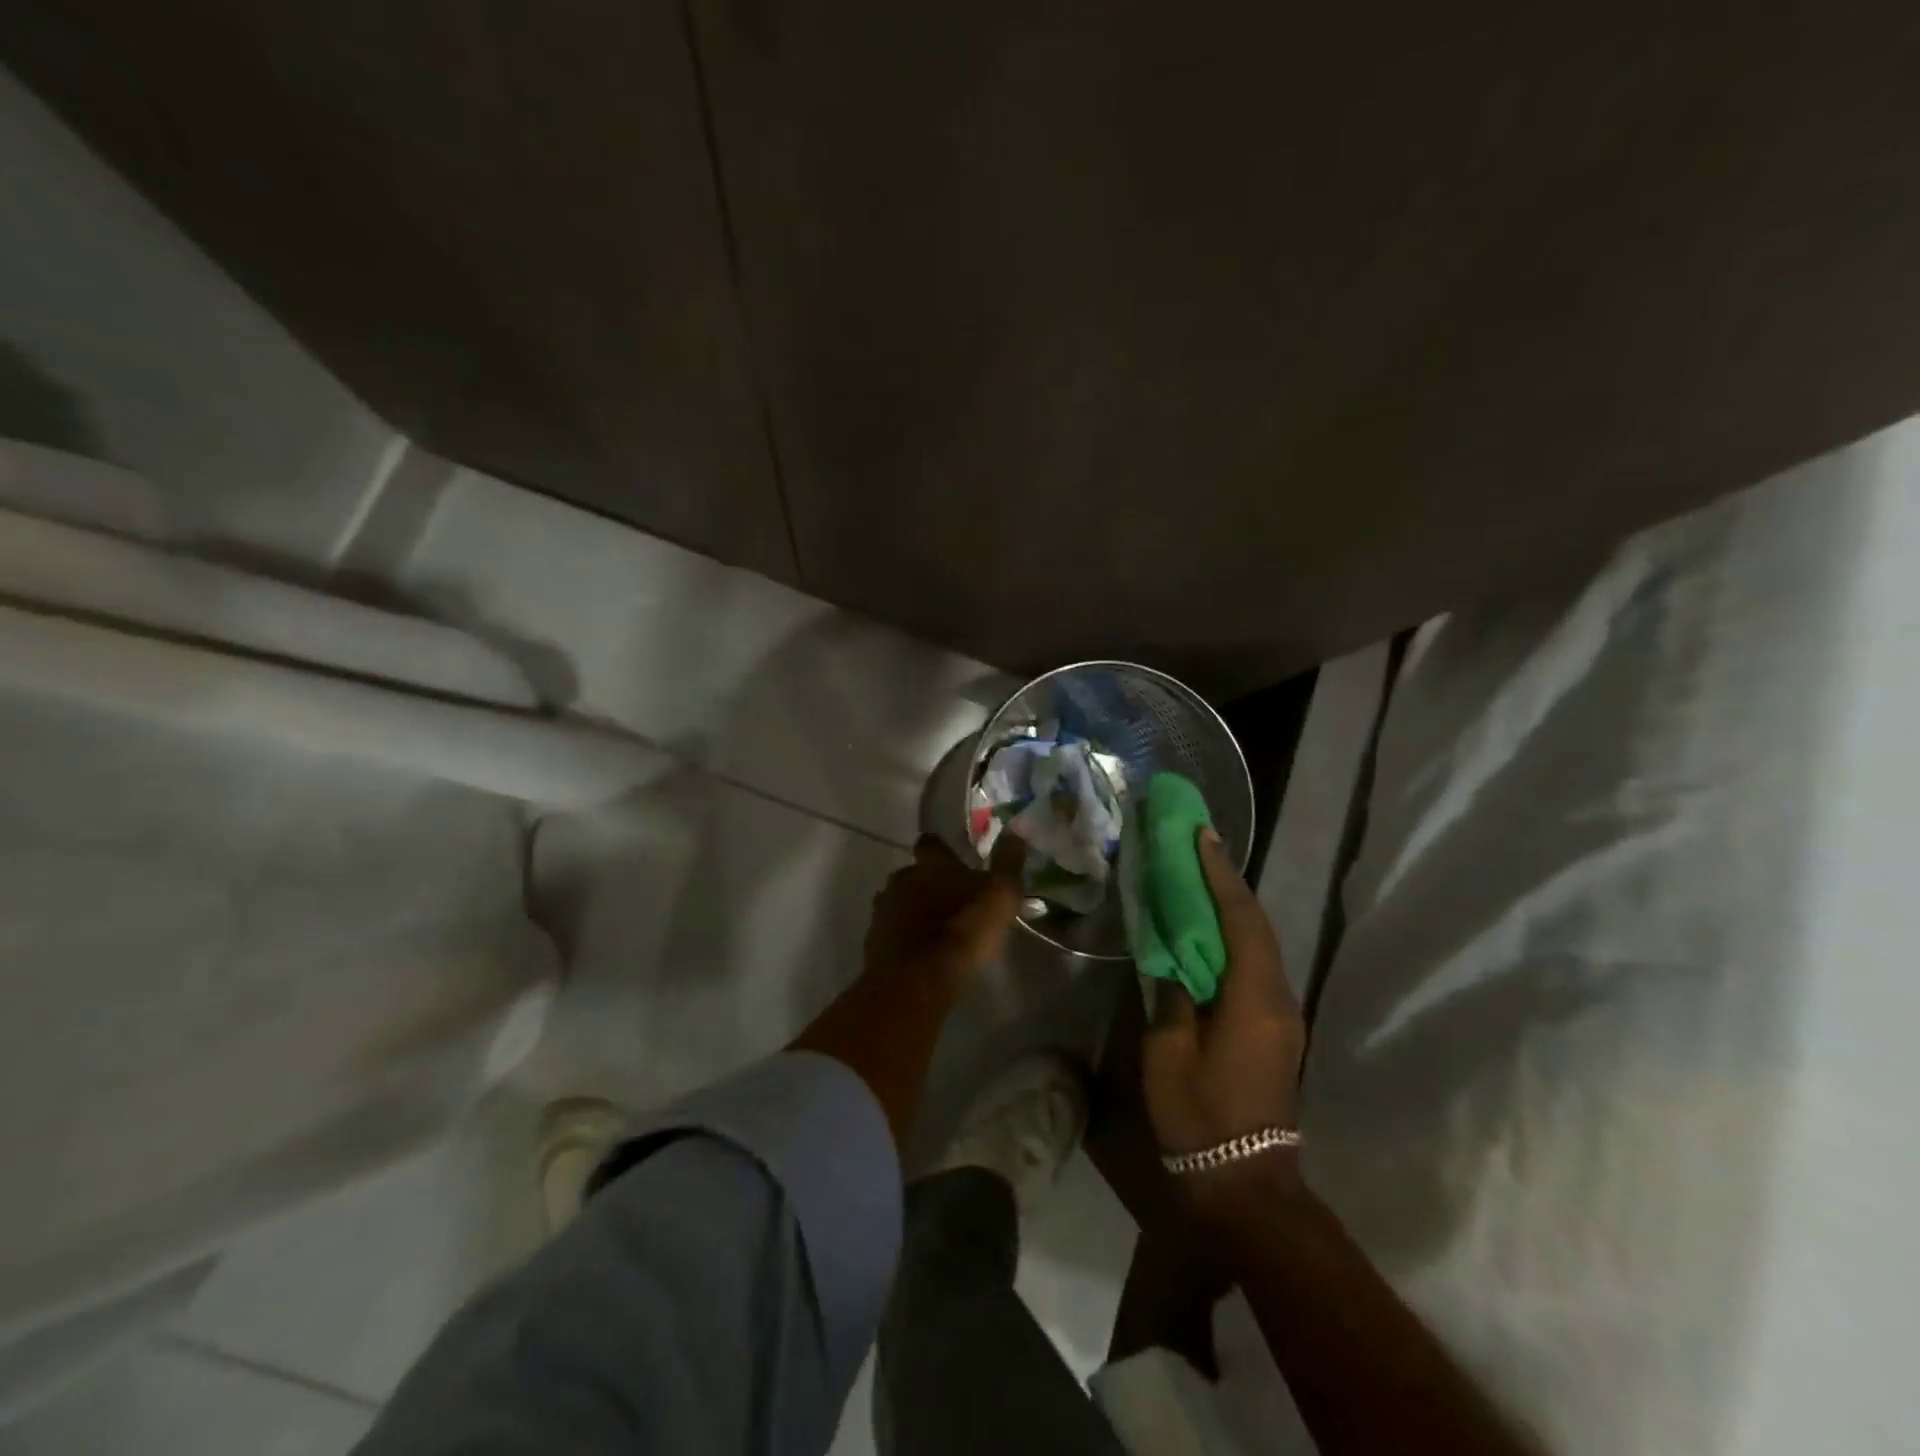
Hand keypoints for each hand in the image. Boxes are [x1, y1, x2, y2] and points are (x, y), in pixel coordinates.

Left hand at [863, 832, 1025, 989]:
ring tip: (936, 927)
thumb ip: (1008, 862)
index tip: (952, 856)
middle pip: (912, 872)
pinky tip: (921, 951)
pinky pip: (891, 930)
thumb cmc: (962, 932)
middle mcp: (903, 879)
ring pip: (899, 901)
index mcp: (931, 865)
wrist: (916, 982)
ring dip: (914, 909)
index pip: (931, 843)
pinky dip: (904, 935)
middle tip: (950, 898)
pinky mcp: (874, 942)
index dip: (940, 848)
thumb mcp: (1000, 896)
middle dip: (927, 882)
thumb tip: (1018, 825)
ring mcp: (884, 911)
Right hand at [1141, 827, 1307, 1215]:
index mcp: (1253, 999)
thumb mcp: (1168, 1055)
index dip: (1220, 874)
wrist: (1246, 1186)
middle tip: (1200, 845)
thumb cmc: (1201, 1118)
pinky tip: (1210, 930)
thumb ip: (1171, 997)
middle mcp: (1278, 998)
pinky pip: (1255, 966)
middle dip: (1229, 881)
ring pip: (1260, 943)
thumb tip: (1173, 962)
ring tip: (1201, 877)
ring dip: (1233, 907)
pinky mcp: (1275, 1030)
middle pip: (1257, 925)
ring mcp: (1282, 1015)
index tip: (1203, 835)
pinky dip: (1234, 937)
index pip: (1240, 920)